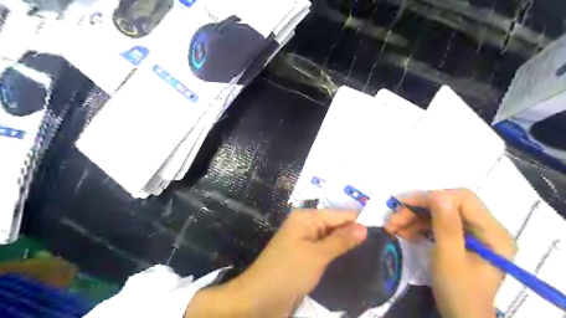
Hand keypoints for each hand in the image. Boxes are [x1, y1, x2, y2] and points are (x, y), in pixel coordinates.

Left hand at [186, 209, 366, 317]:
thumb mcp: (317, 255)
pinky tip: (352, 256)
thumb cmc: (288, 271)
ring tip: (373, 248)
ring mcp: (304, 240)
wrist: (259, 298)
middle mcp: (305, 224)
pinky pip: (324, 249)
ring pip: (330, 237)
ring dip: (346, 243)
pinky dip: (336, 252)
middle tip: (381, 241)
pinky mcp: (303, 255)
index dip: (358, 220)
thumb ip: (341, 240)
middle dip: (353, 232)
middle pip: (335, 224)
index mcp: (306, 217)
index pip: (339, 214)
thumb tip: (364, 226)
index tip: (383, 227)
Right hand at [388, 190, 515, 317]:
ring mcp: (472, 232)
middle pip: (447, 204)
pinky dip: (417, 226)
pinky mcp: (459, 237)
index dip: (433, 196)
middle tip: (394, 218)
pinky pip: (435, 223)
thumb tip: (438, 194)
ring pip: (437, 212)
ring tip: (392, 227)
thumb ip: (446, 226)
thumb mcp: (449, 259)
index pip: (463, 199)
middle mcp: (485, 227)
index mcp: (493, 232)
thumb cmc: (458, 292)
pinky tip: (403, 232)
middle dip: (418, 208)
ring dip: (413, 217)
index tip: (405, 203)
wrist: (461, 317)